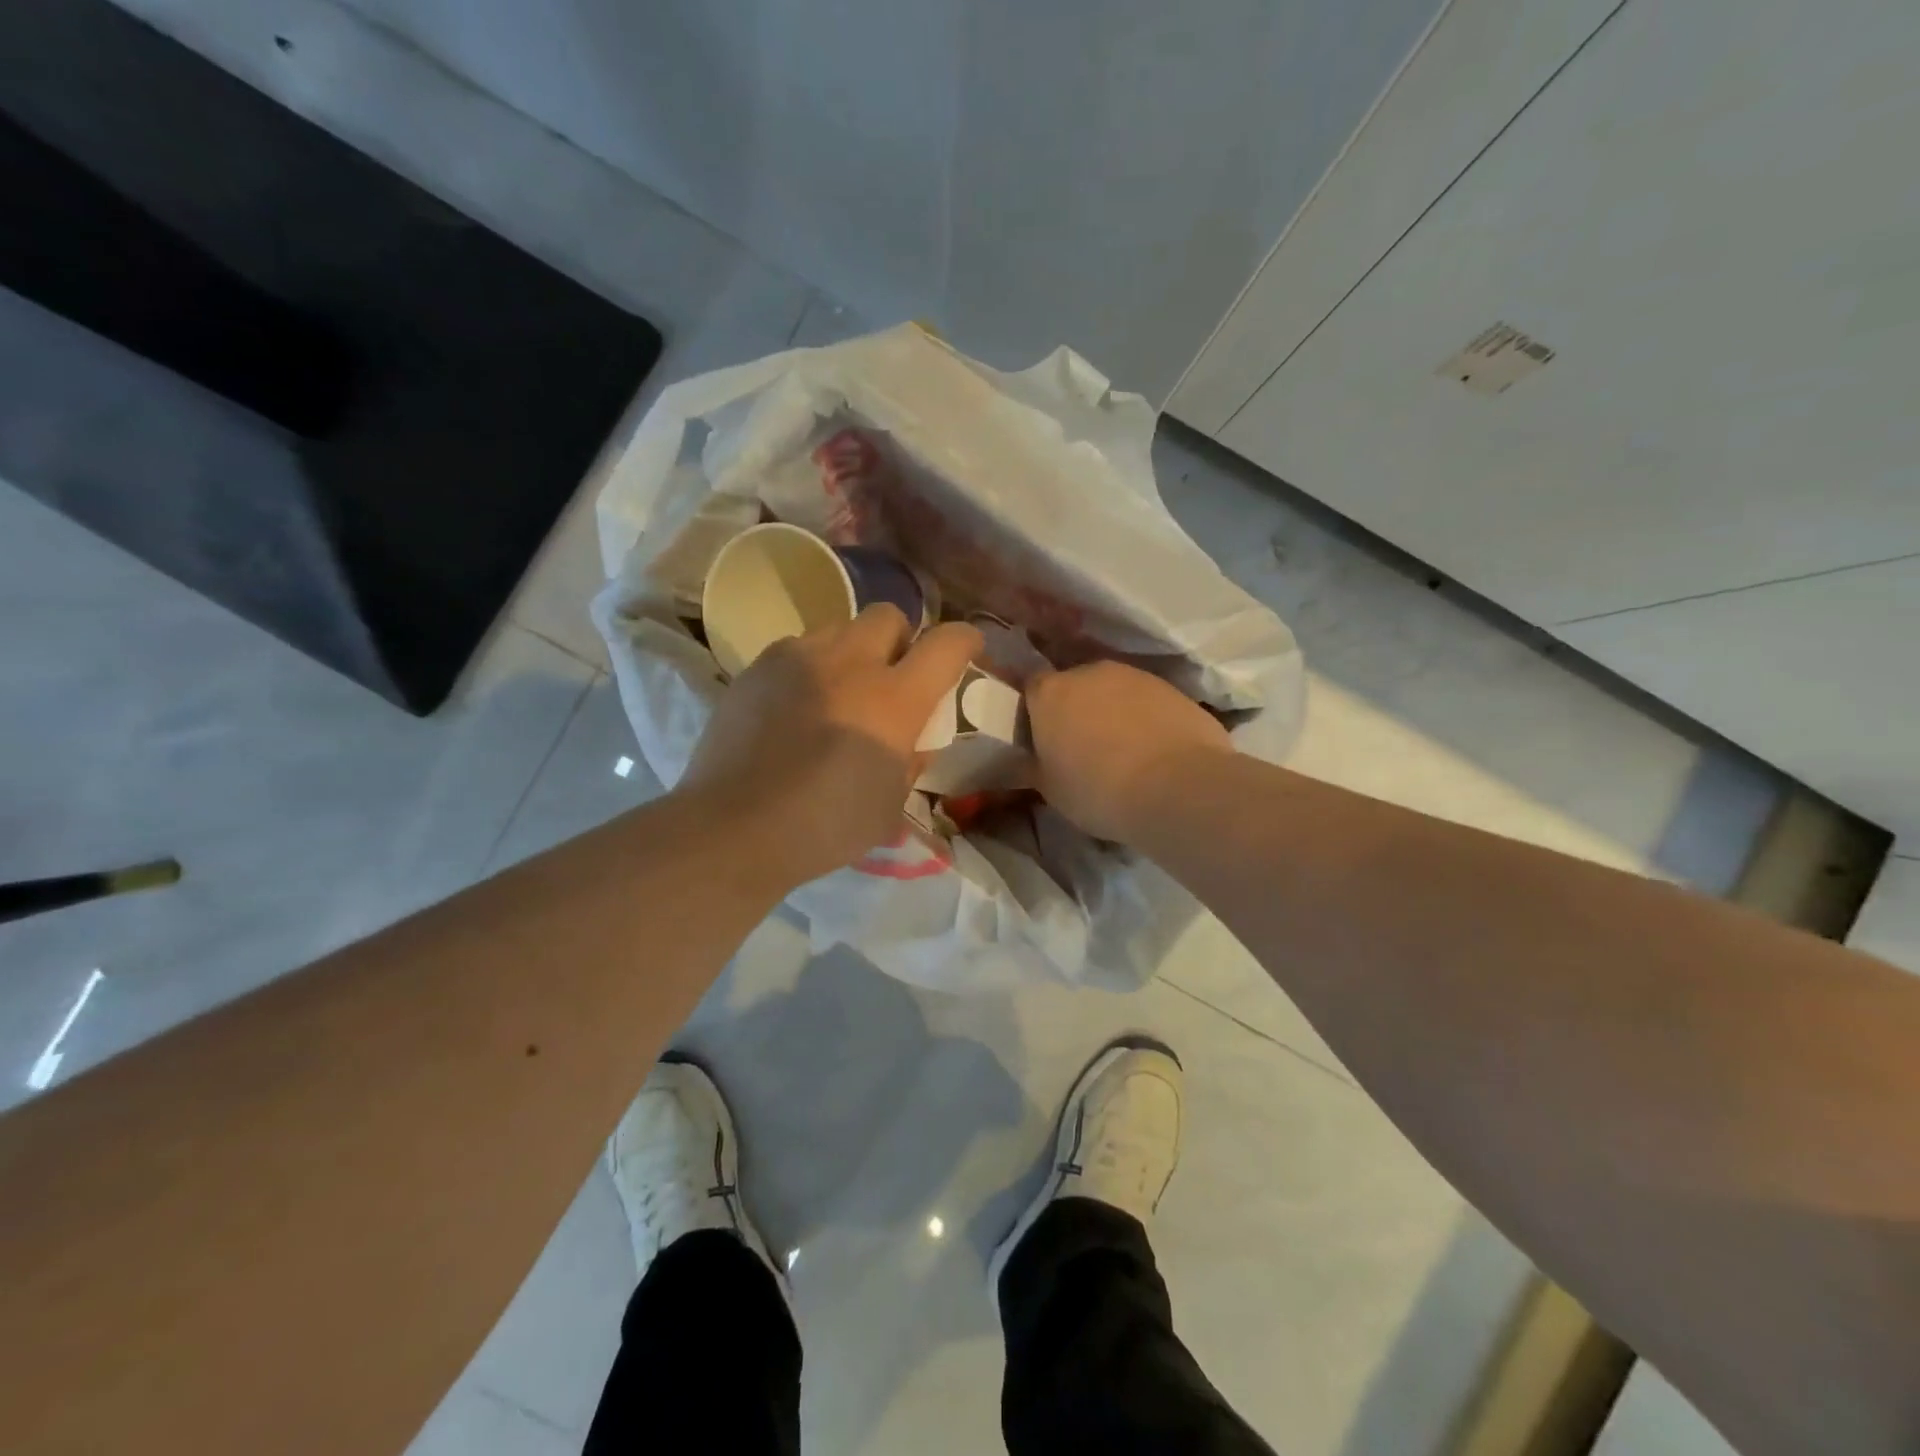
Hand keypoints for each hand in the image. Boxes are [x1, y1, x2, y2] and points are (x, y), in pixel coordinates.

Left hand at [680, 606, 982, 890]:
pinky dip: (811, 667)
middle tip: (892, 677)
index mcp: (894, 699)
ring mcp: (798, 658)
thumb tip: (916, 741)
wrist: (735, 828)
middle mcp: (850, 662)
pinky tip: (798, 705)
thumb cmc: (826, 826)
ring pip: (840, 628)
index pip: (947, 643)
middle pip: (889, 615)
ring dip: (853, 651)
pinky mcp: (757, 667)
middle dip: (900, 639)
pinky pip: (797, 648)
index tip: (967, 652)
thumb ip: (911, 762)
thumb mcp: (890, 806)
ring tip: (840, 691)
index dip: (965, 641)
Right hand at [1026, 661, 1234, 842]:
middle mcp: (1089, 672)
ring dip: (1111, 712)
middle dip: (1075, 710)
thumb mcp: (1050, 789)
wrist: (1178, 786)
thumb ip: (1031, 767)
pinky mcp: (1171, 687)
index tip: (1041, 741)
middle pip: (1074, 685)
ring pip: (1113, 691)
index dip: (1034, 713)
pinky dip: (1144, 718)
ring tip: (1122, 751)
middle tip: (1081, 748)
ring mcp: (1134, 676)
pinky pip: (1146, 701)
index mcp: (1050, 693)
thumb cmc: (1098, 789)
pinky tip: (1153, 750)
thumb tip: (1021, 762)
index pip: (1031, 688)